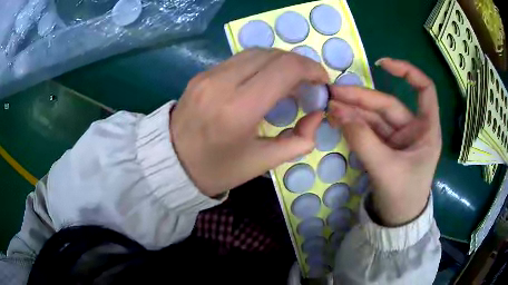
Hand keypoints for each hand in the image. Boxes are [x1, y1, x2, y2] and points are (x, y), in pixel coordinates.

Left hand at [171, 49, 328, 196]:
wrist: (171, 162)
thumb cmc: (217, 169)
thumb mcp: (262, 163)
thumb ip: (298, 140)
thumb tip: (316, 115)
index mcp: (238, 110)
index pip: (285, 69)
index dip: (311, 68)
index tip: (321, 81)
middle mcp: (222, 83)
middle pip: (273, 55)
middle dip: (298, 64)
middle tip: (307, 84)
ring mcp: (208, 75)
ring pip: (256, 52)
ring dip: (280, 62)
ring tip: (289, 82)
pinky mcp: (202, 73)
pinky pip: (239, 59)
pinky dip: (261, 64)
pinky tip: (264, 80)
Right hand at [328, 58, 441, 225]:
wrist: (396, 222)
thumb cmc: (403, 197)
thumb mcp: (386, 169)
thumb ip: (363, 141)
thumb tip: (338, 112)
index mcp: (426, 130)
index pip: (425, 90)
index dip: (408, 72)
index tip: (383, 64)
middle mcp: (413, 129)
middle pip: (388, 104)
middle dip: (362, 98)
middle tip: (333, 93)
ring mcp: (398, 138)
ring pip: (375, 117)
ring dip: (353, 111)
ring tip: (330, 106)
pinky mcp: (385, 147)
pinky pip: (369, 131)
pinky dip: (354, 125)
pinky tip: (338, 120)